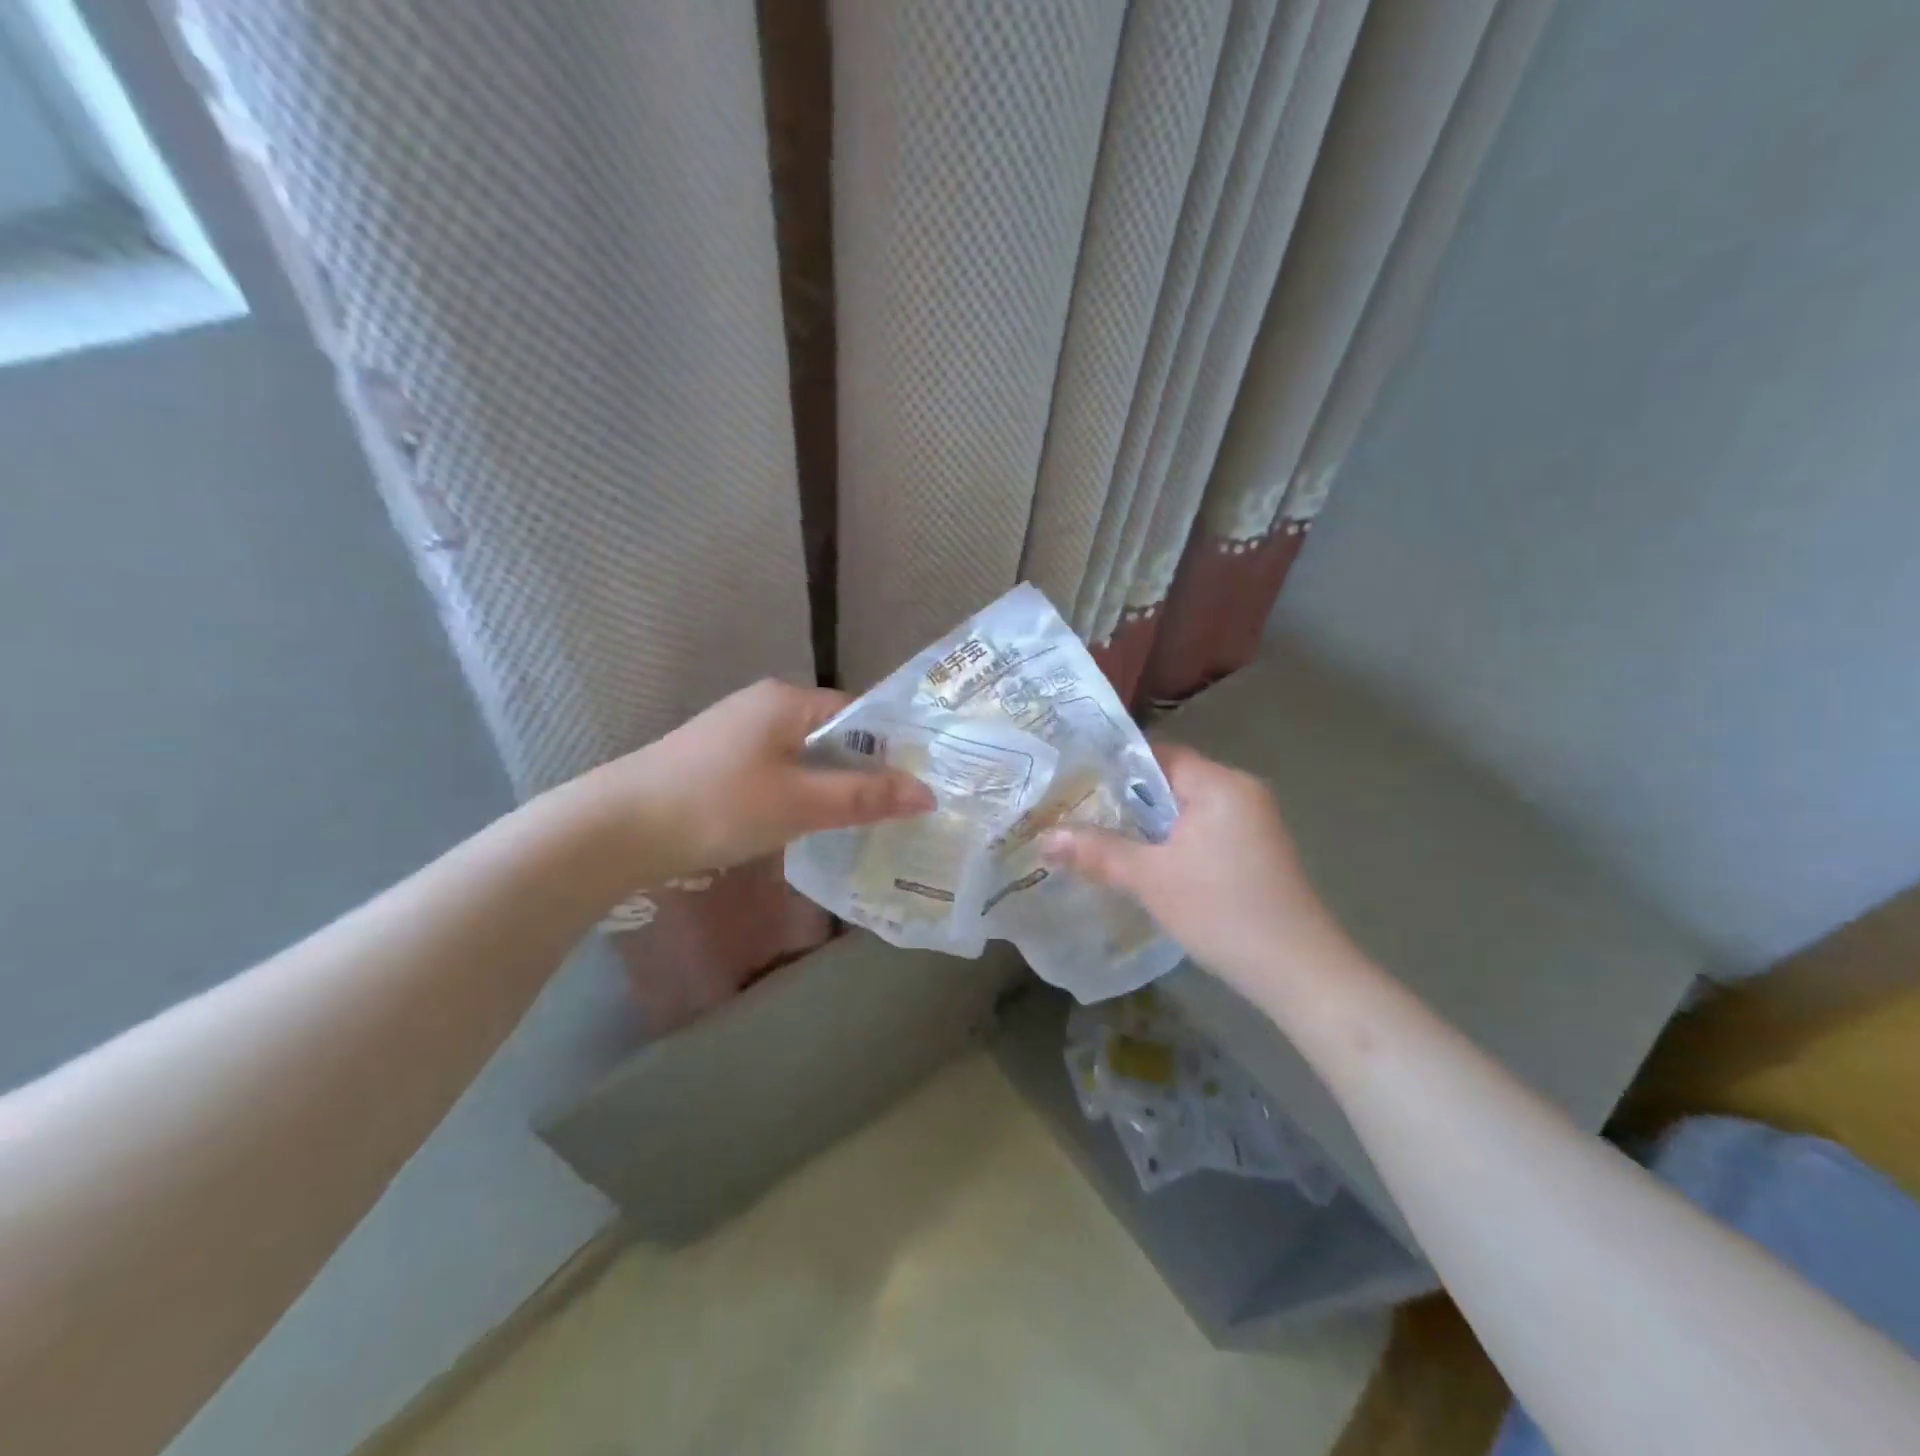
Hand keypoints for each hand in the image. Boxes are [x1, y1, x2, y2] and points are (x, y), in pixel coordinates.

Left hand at [582, 679, 933, 876]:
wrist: (615, 828)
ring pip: (806, 757)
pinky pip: (779, 772)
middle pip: (834, 735)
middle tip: (899, 812)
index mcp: (787, 700)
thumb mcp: (799, 803)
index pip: (860, 714)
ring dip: (833, 786)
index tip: (919, 786)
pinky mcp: (720, 762)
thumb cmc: (717, 805)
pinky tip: (809, 824)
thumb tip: (928, 794)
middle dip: (865, 772)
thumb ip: (864, 797)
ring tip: (864, 823)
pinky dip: (801, 794)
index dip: (892, 749)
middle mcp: (765, 706)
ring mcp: (739, 733)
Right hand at [1040, 743, 1349, 997]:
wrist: (1299, 972)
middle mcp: (1240, 792)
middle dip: (1124, 799)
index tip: (1073, 780)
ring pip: (1185, 810)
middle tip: (1075, 811)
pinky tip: (1144, 863)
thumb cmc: (1222, 911)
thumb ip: (1097, 852)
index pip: (1157, 754)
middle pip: (1170, 781)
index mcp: (1220, 783)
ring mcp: (1253, 822)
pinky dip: (1172, 841)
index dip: (1112, 765)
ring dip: (1147, 824)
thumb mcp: (1150, 879)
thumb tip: (1044, 838)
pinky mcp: (1256, 852)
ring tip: (1098, 836)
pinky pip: (1203, 831)